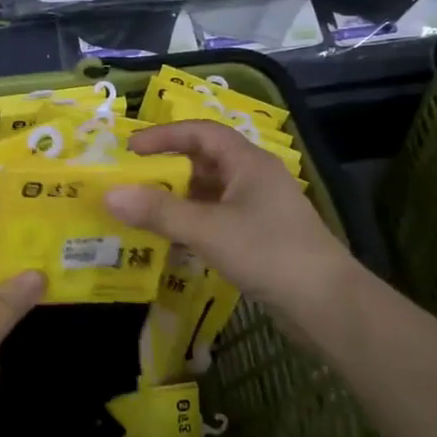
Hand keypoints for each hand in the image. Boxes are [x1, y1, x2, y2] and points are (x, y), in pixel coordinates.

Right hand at [103, 120, 355, 311]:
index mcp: (248, 163)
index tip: (131, 149)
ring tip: (144, 213)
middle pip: (205, 162)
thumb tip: (109, 194)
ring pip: (211, 193)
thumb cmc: (268, 252)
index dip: (165, 136)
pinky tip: (173, 242)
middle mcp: (255, 178)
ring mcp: (261, 208)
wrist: (327, 303)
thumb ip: (158, 211)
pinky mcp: (262, 236)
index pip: (201, 133)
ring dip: (178, 200)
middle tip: (132, 183)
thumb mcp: (207, 229)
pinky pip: (218, 219)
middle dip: (167, 170)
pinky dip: (193, 224)